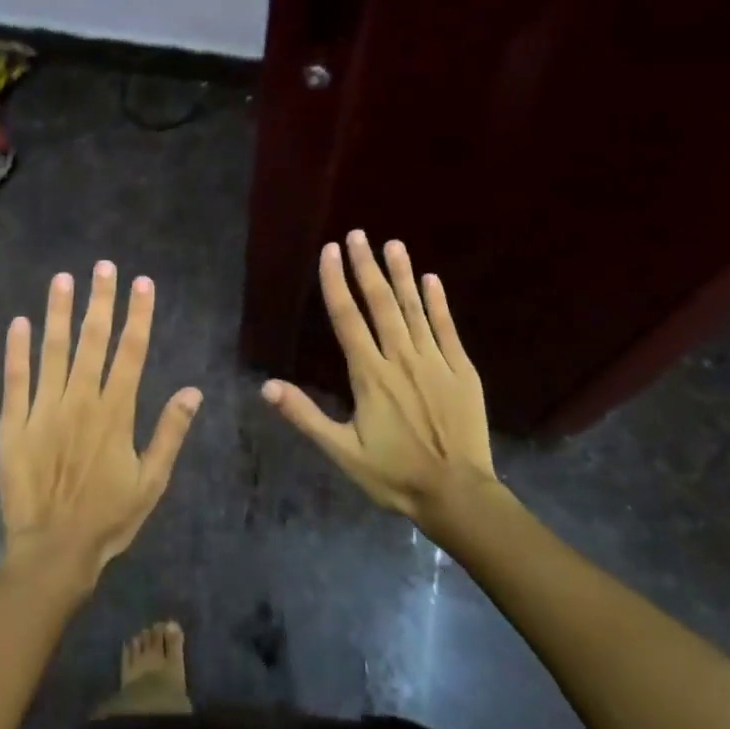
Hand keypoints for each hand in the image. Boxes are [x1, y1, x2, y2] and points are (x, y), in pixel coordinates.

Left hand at [0, 261, 201, 582]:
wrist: (53, 552)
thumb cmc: (108, 518)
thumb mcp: (152, 481)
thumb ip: (170, 433)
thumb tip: (193, 391)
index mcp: (116, 412)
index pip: (132, 351)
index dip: (138, 315)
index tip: (142, 283)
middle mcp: (80, 400)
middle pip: (93, 340)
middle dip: (100, 300)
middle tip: (104, 266)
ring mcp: (43, 409)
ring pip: (53, 350)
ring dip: (59, 313)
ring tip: (63, 279)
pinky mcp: (13, 425)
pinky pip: (15, 380)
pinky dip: (16, 351)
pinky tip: (18, 323)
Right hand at [262, 232, 498, 523]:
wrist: (458, 494)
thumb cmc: (394, 475)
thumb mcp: (342, 452)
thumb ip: (305, 416)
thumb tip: (267, 386)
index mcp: (370, 376)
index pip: (347, 318)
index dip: (336, 282)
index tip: (330, 251)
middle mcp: (401, 358)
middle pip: (380, 304)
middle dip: (366, 266)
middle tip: (358, 234)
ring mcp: (435, 361)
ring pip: (414, 309)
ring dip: (402, 275)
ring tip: (392, 244)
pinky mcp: (462, 370)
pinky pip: (447, 328)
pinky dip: (438, 303)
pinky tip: (431, 279)